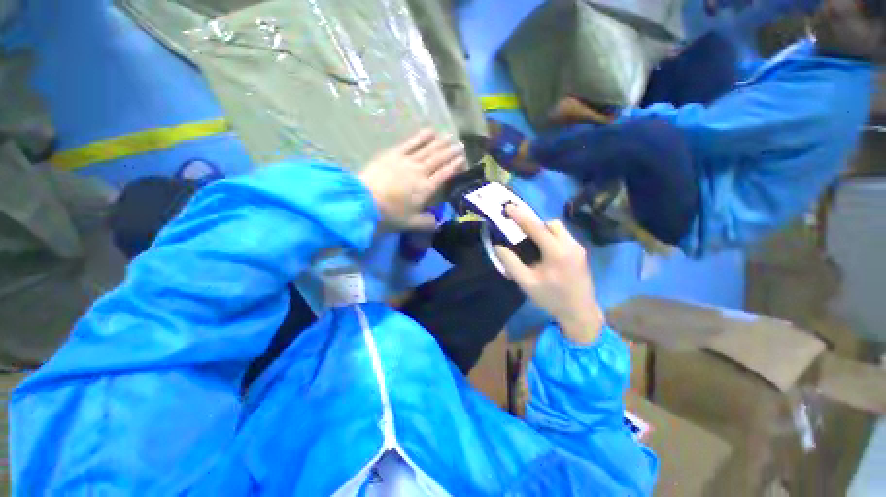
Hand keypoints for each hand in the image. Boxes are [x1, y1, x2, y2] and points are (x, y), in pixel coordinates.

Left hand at [359, 130, 466, 230]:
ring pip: (428, 149)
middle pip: (439, 159)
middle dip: (451, 152)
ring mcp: (407, 161)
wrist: (365, 201)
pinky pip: (411, 143)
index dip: (455, 166)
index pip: (445, 174)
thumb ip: (428, 223)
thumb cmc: (390, 214)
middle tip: (461, 145)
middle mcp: (421, 172)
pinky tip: (429, 131)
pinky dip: (421, 137)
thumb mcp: (411, 224)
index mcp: (427, 188)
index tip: (463, 160)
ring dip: (440, 142)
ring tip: (450, 135)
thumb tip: (438, 223)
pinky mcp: (393, 154)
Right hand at [494, 205, 603, 343]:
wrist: (580, 312)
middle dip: (535, 224)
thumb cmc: (550, 298)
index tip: (508, 207)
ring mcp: (578, 248)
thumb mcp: (526, 282)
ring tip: (532, 242)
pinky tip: (545, 250)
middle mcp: (570, 245)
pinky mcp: (581, 252)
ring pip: (559, 228)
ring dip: (544, 230)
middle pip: (551, 224)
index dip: (520, 216)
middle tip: (521, 232)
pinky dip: (552, 236)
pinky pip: (564, 236)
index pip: (536, 228)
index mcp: (556, 252)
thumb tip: (498, 246)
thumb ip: (510, 263)